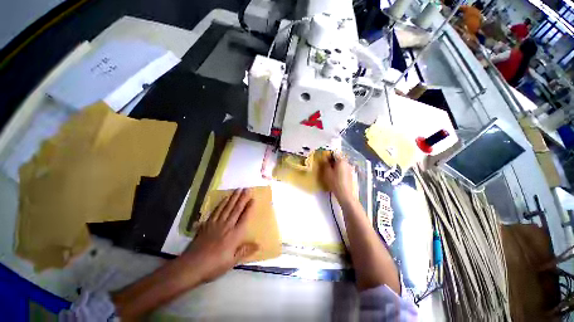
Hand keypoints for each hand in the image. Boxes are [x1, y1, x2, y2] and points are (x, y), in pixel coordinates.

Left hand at [181, 188, 257, 282]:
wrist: (192, 266)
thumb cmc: (214, 265)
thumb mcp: (232, 262)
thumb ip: (245, 251)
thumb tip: (259, 244)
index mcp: (235, 235)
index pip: (244, 218)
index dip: (249, 208)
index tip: (253, 198)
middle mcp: (227, 226)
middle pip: (236, 209)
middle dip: (242, 198)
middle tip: (247, 189)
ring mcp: (216, 223)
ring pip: (227, 207)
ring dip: (233, 198)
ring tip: (238, 190)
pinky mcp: (207, 224)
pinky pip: (216, 211)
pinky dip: (221, 203)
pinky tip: (225, 198)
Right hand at [320, 153, 355, 202]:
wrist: (345, 194)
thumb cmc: (335, 182)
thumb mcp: (327, 172)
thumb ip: (325, 164)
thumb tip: (324, 158)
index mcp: (341, 160)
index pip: (334, 153)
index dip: (328, 155)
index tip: (323, 160)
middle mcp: (347, 163)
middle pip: (338, 158)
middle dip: (332, 161)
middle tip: (325, 166)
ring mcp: (350, 169)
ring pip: (341, 164)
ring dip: (335, 166)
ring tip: (330, 172)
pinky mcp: (351, 174)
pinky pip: (343, 169)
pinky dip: (339, 170)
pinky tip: (335, 176)